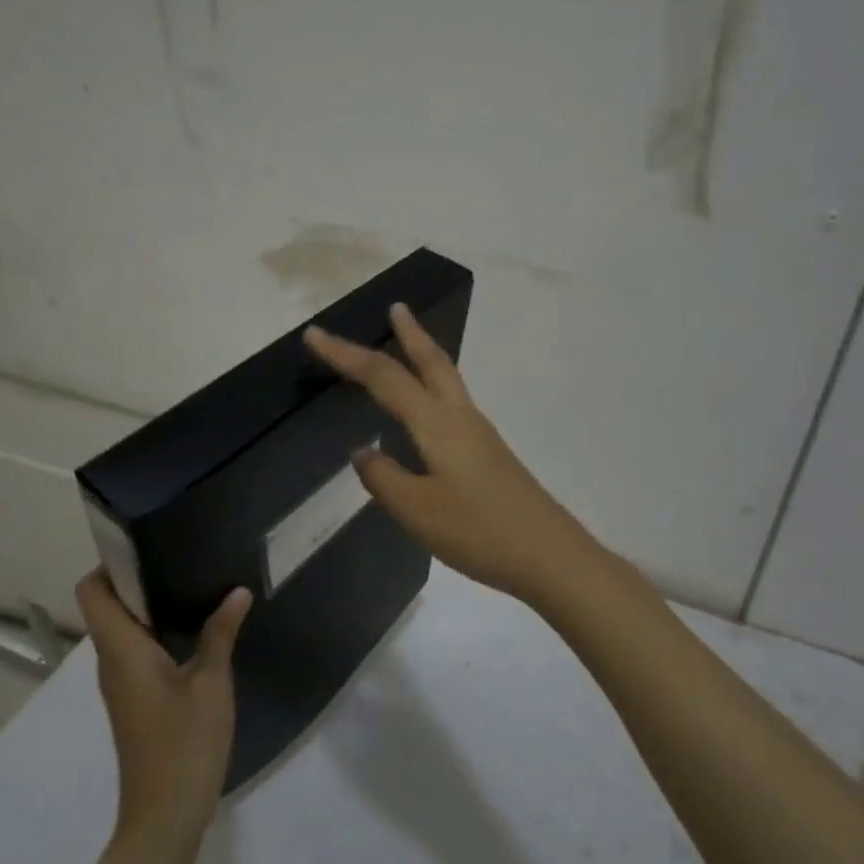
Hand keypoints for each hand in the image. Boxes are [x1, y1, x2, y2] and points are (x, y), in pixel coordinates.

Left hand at [77, 571, 250, 846]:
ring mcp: (121, 684)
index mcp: (122, 650)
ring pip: (123, 629)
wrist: (164, 817)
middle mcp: (112, 662)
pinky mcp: (134, 700)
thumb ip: (221, 633)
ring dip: (150, 604)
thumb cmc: (184, 744)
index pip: (92, 592)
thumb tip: (236, 591)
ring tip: (193, 582)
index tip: (147, 543)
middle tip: (182, 555)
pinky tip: (195, 628)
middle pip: (108, 605)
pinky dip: (157, 631)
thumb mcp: (211, 683)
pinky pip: (135, 650)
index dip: (110, 563)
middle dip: (138, 577)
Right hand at [304, 302, 603, 605]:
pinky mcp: (489, 453)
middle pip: (431, 362)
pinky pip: (453, 403)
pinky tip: (427, 410)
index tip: (314, 335)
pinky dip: (434, 386)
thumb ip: (384, 478)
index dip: (346, 355)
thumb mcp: (418, 512)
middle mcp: (461, 418)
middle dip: (409, 333)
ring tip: (407, 343)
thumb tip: (362, 451)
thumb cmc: (479, 532)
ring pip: (447, 379)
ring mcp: (480, 434)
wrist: (549, 555)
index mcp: (438, 424)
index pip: (384, 377)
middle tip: (394, 308)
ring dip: (424, 355)